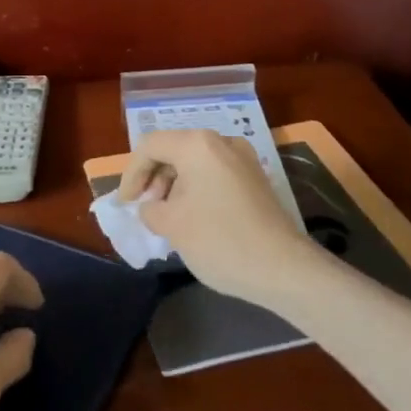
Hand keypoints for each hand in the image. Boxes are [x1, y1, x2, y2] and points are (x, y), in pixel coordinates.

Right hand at [117, 129, 321, 307]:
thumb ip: (150, 208)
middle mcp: (221, 141)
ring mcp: (244, 158)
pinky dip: (196, 188)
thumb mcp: (171, 225)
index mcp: (197, 145)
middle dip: (154, 176)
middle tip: (147, 207)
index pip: (150, 146)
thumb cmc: (219, 240)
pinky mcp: (256, 178)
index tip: (127, 203)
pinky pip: (215, 173)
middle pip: (174, 149)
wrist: (283, 269)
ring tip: (168, 215)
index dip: (132, 173)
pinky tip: (194, 217)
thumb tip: (153, 206)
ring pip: (195, 161)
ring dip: (175, 184)